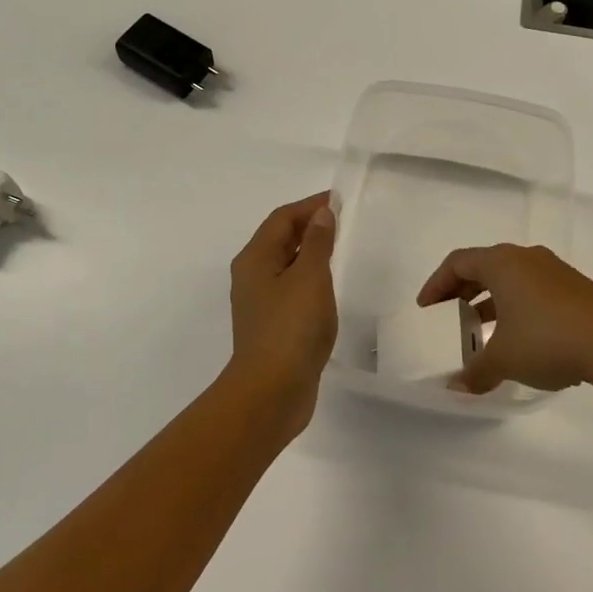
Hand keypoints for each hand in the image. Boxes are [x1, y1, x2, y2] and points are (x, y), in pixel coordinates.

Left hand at [227, 192, 338, 433]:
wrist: (271, 391)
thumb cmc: (291, 327)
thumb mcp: (310, 277)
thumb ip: (318, 242)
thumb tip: (321, 213)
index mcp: (255, 258)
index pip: (281, 219)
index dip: (308, 206)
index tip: (338, 200)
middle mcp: (252, 276)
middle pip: (279, 239)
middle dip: (307, 225)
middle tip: (340, 220)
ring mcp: (260, 302)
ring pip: (285, 264)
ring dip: (308, 251)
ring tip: (337, 247)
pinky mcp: (271, 325)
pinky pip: (290, 287)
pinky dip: (308, 277)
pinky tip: (326, 286)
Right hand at [417, 244, 592, 395]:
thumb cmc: (548, 340)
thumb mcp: (504, 359)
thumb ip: (475, 372)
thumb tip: (456, 388)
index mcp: (502, 263)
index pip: (458, 262)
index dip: (437, 283)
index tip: (426, 308)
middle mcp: (527, 258)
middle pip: (484, 267)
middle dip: (464, 292)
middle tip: (452, 316)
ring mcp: (556, 272)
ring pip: (512, 280)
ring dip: (492, 302)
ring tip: (484, 333)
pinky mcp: (577, 289)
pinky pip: (535, 291)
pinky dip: (518, 309)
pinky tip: (522, 341)